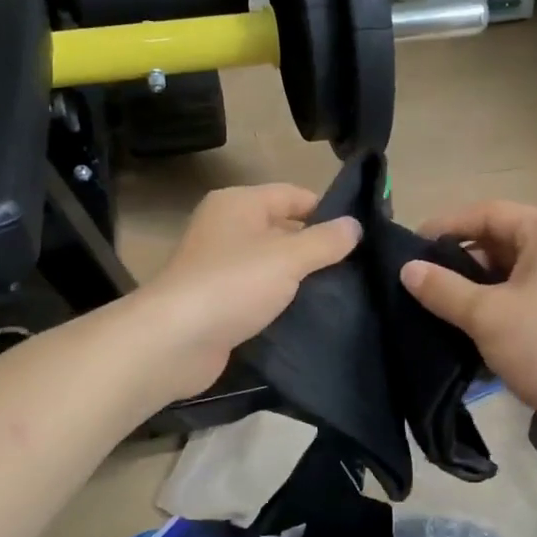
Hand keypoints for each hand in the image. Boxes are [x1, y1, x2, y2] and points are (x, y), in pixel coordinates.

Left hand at [134, 184, 359, 399]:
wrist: (175, 341)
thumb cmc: (233, 284)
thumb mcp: (288, 258)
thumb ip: (325, 241)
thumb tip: (355, 225)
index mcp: (238, 203)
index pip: (293, 195)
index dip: (327, 211)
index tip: (361, 234)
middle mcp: (226, 228)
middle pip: (282, 228)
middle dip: (317, 246)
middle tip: (358, 266)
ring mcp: (219, 266)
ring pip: (272, 263)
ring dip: (300, 277)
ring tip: (342, 291)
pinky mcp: (219, 301)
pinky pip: (259, 292)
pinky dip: (281, 300)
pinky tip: (309, 314)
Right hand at [401, 201, 536, 458]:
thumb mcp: (485, 315)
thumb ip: (442, 288)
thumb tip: (407, 269)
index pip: (488, 213)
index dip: (446, 227)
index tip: (411, 248)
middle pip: (503, 239)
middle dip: (461, 259)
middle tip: (423, 281)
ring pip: (515, 269)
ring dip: (478, 285)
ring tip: (440, 305)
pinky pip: (529, 291)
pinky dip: (500, 301)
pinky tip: (471, 324)